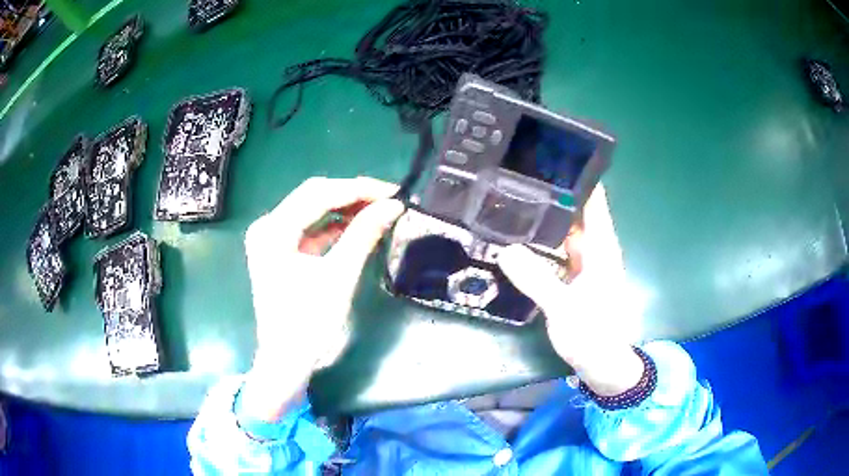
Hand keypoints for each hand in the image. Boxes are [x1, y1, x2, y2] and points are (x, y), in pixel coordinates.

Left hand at [240, 177, 403, 421]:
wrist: (286, 360)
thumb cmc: (309, 323)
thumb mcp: (339, 276)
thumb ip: (364, 235)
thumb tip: (393, 205)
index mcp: (273, 230)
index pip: (318, 194)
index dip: (357, 189)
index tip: (392, 191)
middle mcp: (266, 227)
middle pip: (313, 197)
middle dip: (352, 195)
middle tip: (388, 198)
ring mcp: (271, 239)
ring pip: (312, 211)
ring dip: (344, 209)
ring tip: (378, 209)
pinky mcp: (279, 251)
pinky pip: (309, 230)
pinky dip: (333, 227)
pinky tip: (358, 226)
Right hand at [498, 186, 643, 395]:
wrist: (602, 363)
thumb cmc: (593, 334)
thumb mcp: (564, 308)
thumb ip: (537, 279)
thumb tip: (506, 250)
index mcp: (600, 248)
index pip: (592, 201)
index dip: (577, 177)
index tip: (550, 156)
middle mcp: (594, 249)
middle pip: (575, 212)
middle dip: (552, 193)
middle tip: (517, 175)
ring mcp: (584, 263)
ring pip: (564, 231)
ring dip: (545, 217)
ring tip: (513, 198)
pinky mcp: (574, 277)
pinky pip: (557, 251)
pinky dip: (542, 242)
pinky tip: (520, 237)